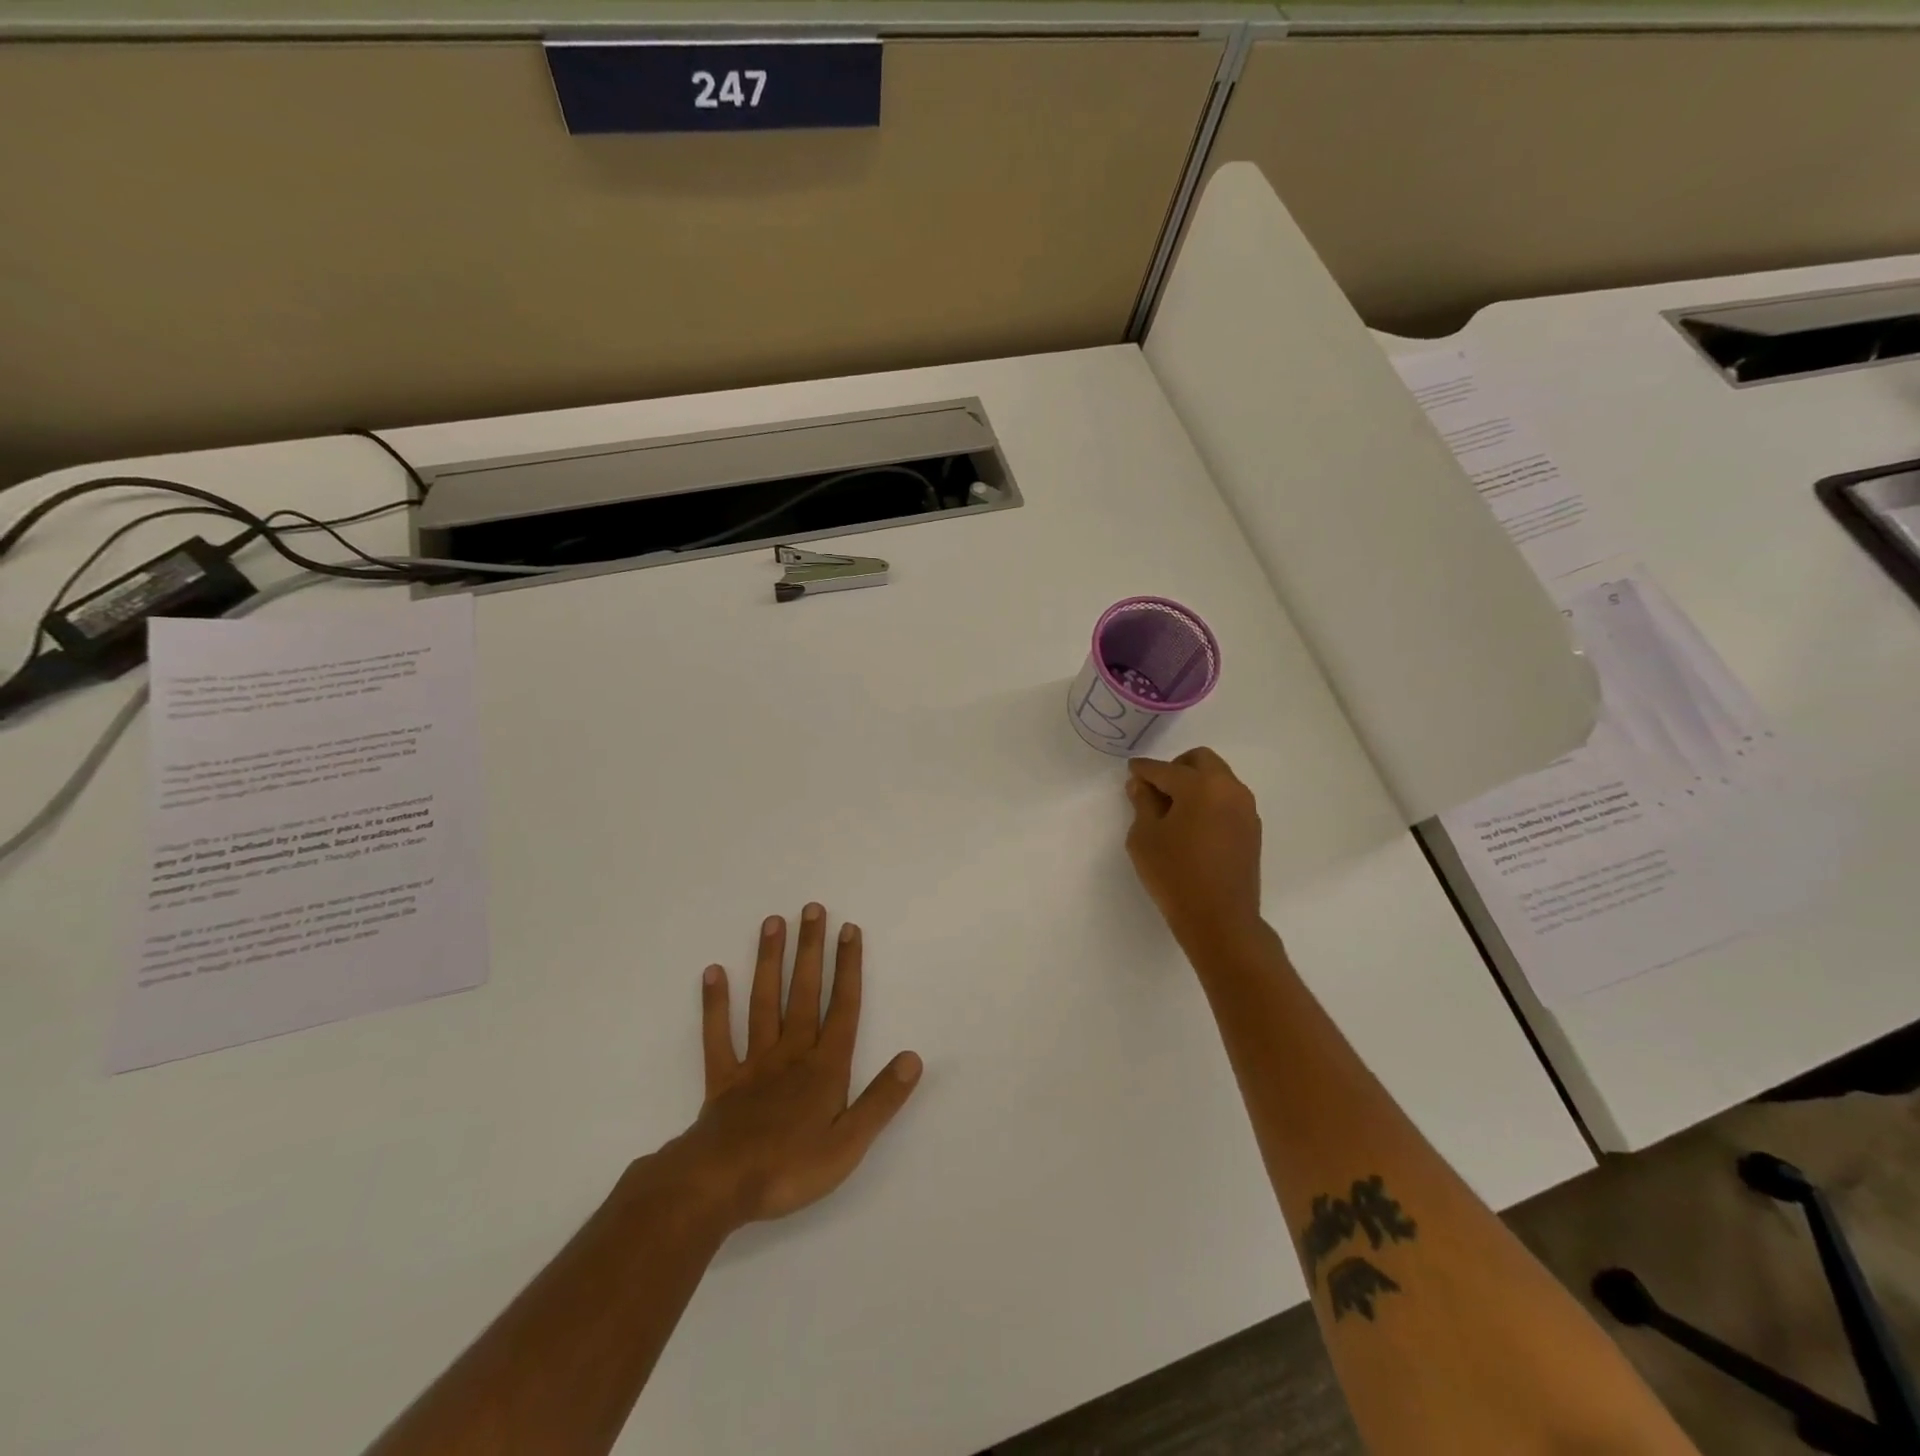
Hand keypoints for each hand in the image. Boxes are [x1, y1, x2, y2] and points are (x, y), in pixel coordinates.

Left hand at [665, 904, 921, 1228]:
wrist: (718, 1187)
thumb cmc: (789, 1168)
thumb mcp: (849, 1143)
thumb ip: (881, 1099)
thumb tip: (913, 1057)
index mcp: (825, 1067)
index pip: (842, 1008)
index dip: (847, 968)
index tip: (848, 930)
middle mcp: (791, 1053)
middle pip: (804, 992)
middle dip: (811, 950)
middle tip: (812, 908)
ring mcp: (754, 1063)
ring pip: (764, 1002)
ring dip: (769, 962)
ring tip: (773, 923)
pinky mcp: (722, 1079)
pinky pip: (718, 1035)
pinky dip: (715, 1004)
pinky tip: (714, 972)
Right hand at [1125, 747, 1263, 946]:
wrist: (1220, 919)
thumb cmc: (1174, 874)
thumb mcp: (1145, 837)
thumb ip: (1143, 803)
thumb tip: (1141, 785)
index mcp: (1201, 785)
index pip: (1165, 769)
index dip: (1144, 770)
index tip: (1131, 771)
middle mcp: (1229, 788)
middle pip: (1201, 760)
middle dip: (1175, 767)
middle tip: (1156, 789)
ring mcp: (1245, 809)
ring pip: (1218, 779)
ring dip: (1195, 783)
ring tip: (1173, 809)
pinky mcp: (1252, 829)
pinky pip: (1228, 800)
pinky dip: (1209, 801)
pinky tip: (1193, 825)